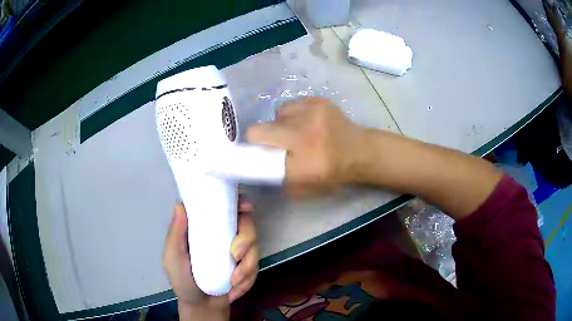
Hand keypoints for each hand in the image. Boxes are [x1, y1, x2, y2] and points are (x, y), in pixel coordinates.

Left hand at [163, 200, 258, 318]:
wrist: (201, 306)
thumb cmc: (183, 280)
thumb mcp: (173, 257)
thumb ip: (176, 234)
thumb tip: (180, 205)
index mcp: (206, 227)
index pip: (225, 206)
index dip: (239, 201)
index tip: (244, 208)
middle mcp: (224, 235)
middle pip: (247, 224)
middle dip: (246, 240)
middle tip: (235, 256)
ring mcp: (238, 251)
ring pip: (256, 247)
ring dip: (247, 267)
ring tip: (233, 282)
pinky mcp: (247, 267)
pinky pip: (257, 267)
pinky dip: (247, 280)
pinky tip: (234, 289)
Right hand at [247, 97, 366, 195]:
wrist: (360, 151)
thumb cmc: (332, 173)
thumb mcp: (304, 187)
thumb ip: (278, 177)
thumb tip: (256, 164)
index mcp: (302, 164)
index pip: (261, 158)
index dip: (252, 153)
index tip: (254, 154)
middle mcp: (304, 136)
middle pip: (257, 130)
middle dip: (260, 138)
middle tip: (274, 142)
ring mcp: (312, 114)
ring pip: (275, 115)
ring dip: (280, 124)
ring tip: (294, 131)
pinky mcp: (318, 101)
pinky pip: (291, 105)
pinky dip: (293, 114)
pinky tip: (306, 121)